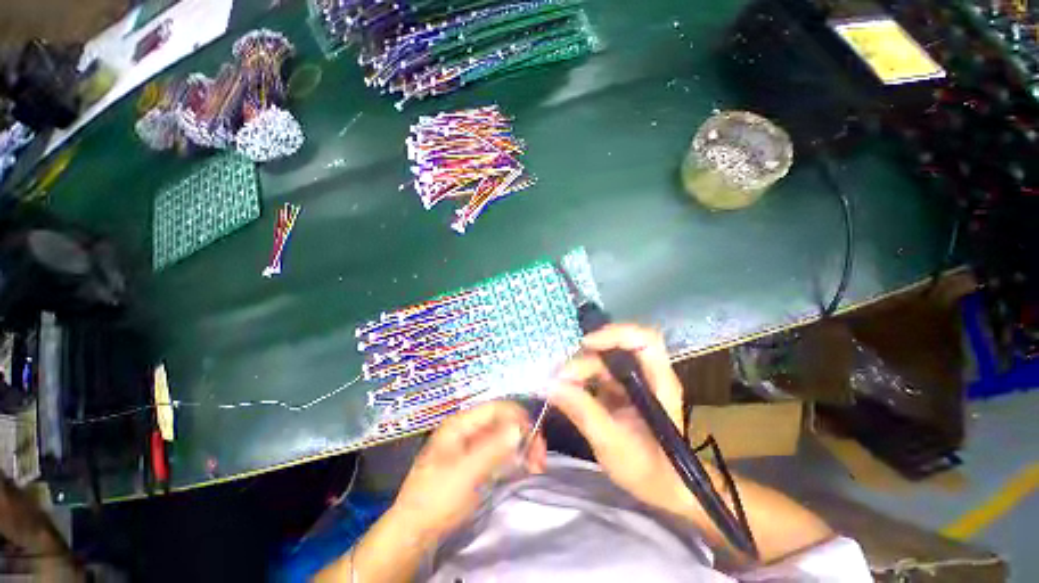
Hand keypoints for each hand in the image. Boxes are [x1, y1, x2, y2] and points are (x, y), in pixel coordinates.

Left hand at [391, 401, 546, 544]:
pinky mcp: (477, 462)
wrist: (415, 531)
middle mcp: (469, 429)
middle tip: (540, 456)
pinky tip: (526, 467)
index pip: (496, 408)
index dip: (517, 416)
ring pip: (504, 437)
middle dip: (523, 434)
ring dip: (522, 447)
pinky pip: (501, 452)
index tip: (537, 435)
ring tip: (537, 465)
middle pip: (503, 421)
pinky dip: (515, 457)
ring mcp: (473, 446)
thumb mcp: (466, 472)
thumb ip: (493, 448)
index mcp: (461, 423)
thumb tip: (519, 427)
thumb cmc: (437, 497)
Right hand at [549, 324, 688, 514]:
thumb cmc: (648, 470)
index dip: (615, 334)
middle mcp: (647, 374)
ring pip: (603, 360)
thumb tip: (551, 385)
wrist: (662, 489)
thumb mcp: (612, 443)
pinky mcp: (619, 389)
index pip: (644, 340)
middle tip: (561, 378)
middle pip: (615, 349)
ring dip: (579, 369)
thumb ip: (582, 411)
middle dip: (586, 360)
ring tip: (559, 386)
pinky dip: (580, 378)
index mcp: (658, 382)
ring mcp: (632, 381)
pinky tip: (566, 390)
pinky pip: (597, 373)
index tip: (586, 344)